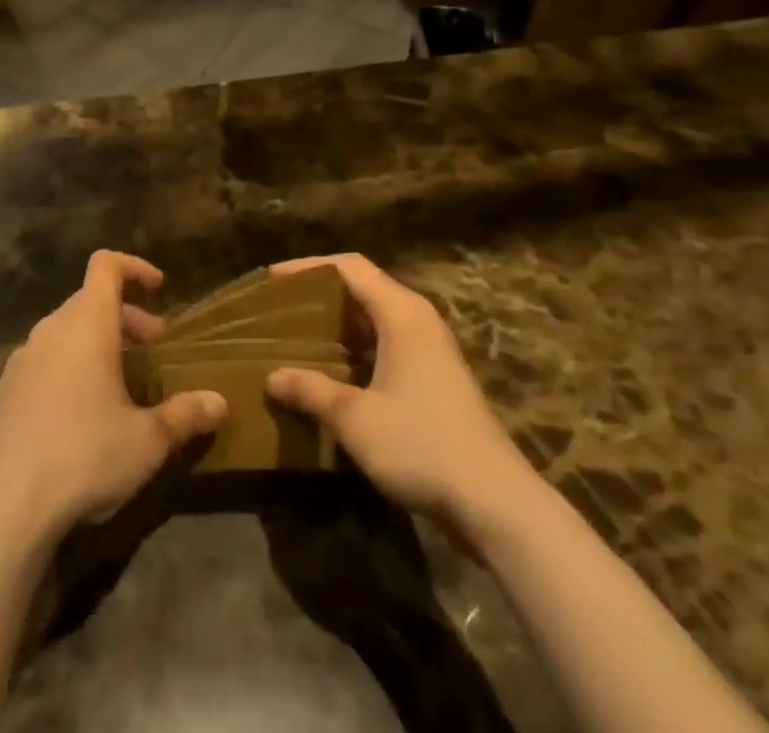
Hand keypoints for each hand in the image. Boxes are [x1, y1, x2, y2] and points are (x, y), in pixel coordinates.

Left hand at [0, 251, 226, 546]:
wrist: (5, 506)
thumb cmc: (85, 457)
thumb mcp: (147, 441)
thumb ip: (185, 415)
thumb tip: (220, 403)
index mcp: (87, 325)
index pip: (106, 266)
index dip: (134, 267)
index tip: (159, 288)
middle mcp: (51, 330)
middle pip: (90, 300)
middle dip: (126, 315)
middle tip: (153, 345)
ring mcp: (22, 359)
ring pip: (66, 330)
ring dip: (97, 341)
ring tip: (120, 379)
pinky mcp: (4, 390)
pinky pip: (43, 359)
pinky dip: (68, 364)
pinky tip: (79, 410)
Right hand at [265, 254, 539, 532]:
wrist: (496, 503)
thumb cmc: (422, 445)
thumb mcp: (355, 418)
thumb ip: (311, 391)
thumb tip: (272, 377)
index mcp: (401, 312)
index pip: (349, 267)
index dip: (308, 266)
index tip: (272, 279)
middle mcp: (418, 320)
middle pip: (363, 287)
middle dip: (320, 294)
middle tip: (279, 308)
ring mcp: (430, 349)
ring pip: (374, 318)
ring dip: (337, 324)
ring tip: (296, 336)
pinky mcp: (435, 378)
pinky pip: (386, 344)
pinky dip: (355, 348)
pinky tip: (331, 372)